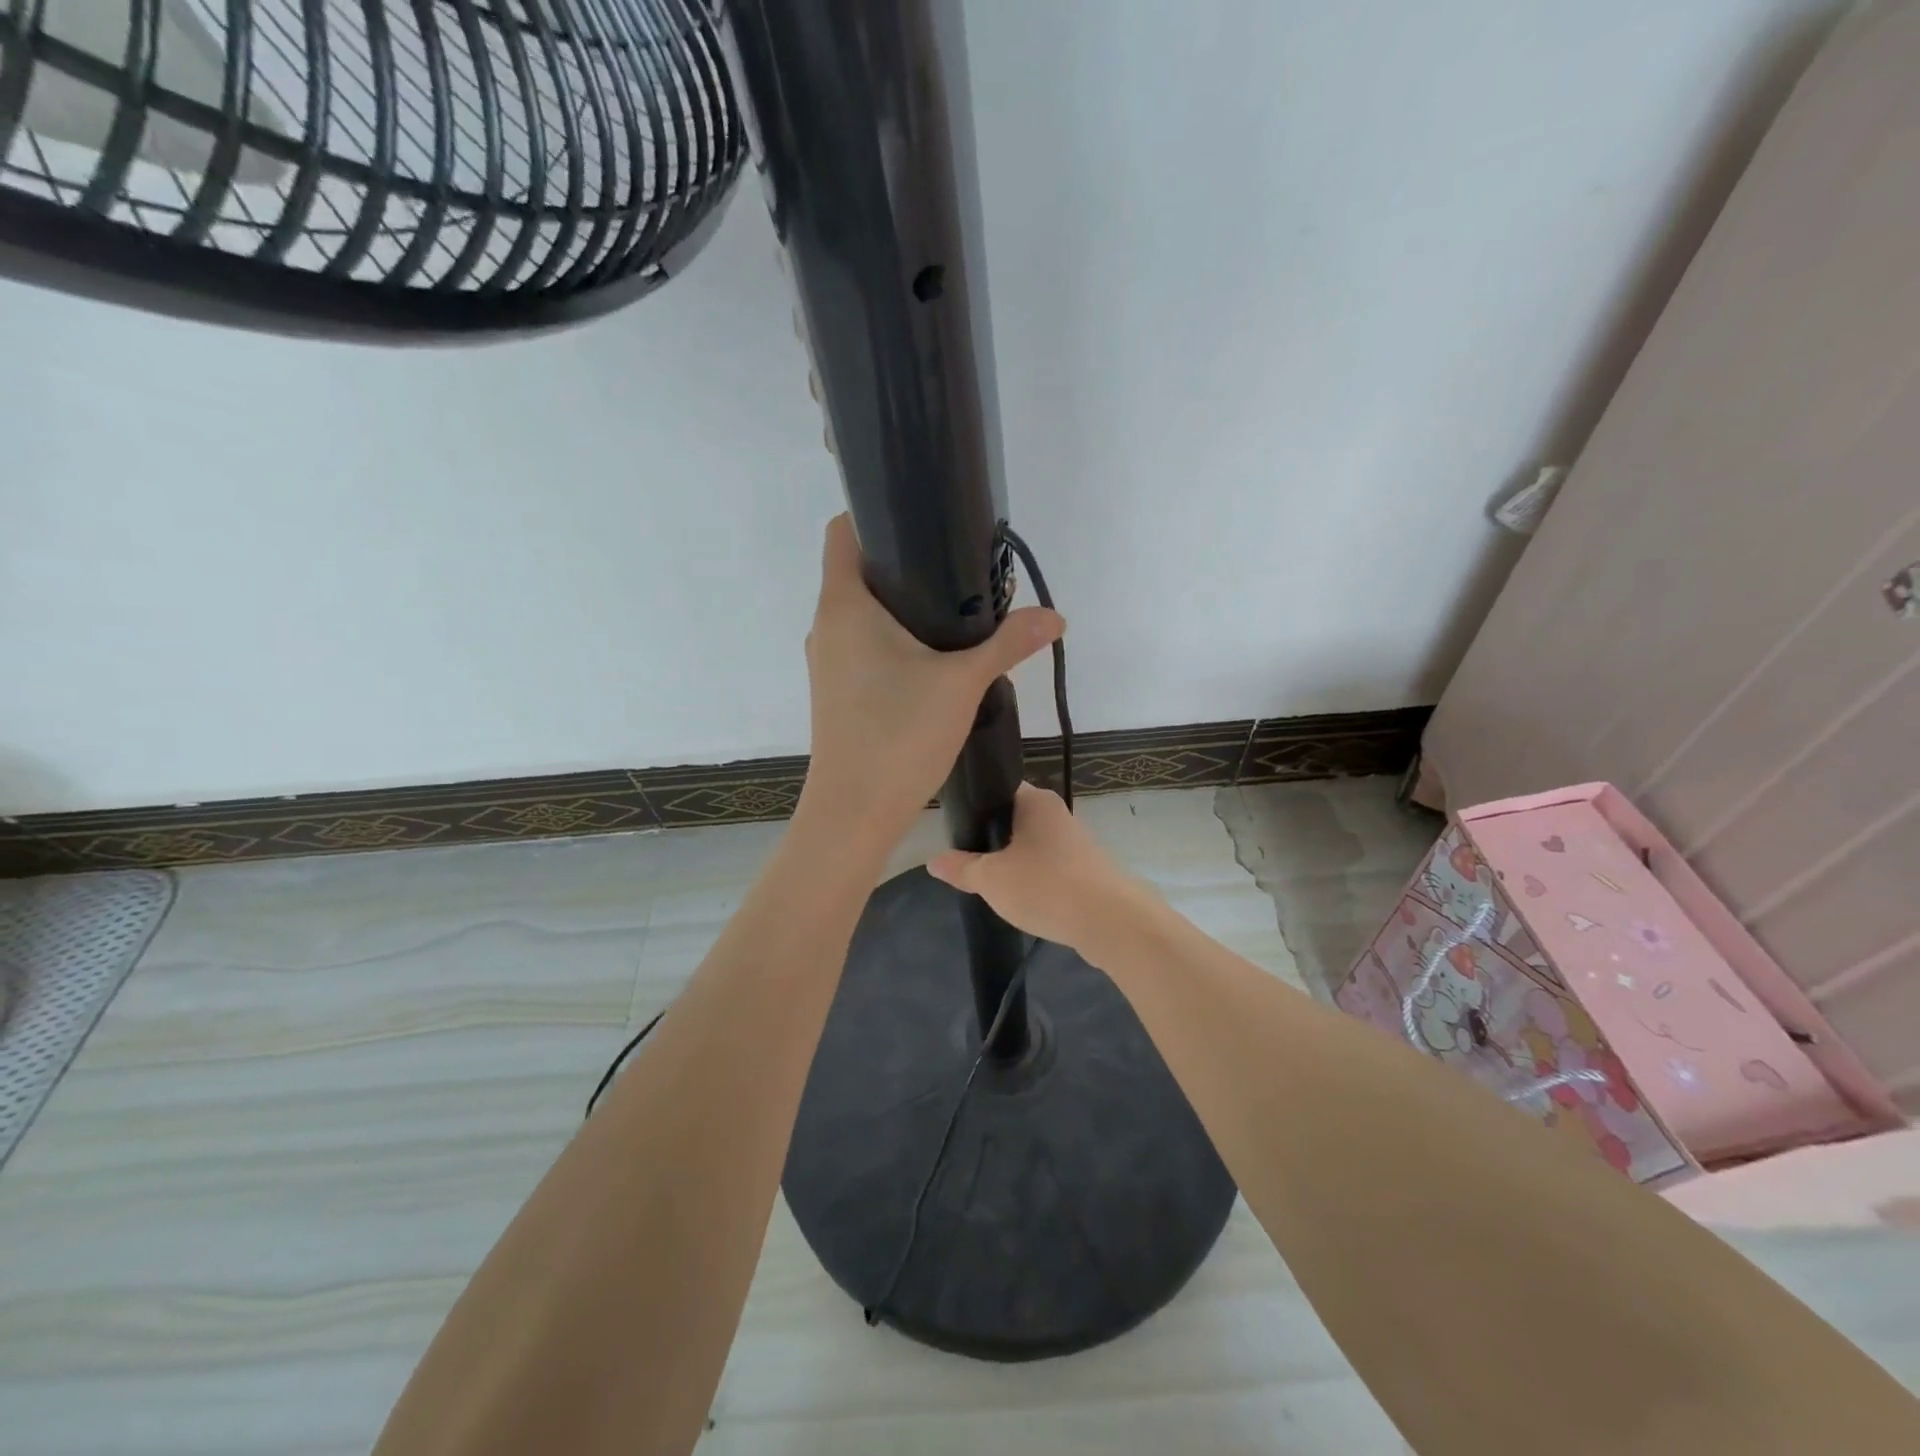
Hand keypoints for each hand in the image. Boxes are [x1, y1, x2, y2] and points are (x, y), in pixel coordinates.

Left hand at [799, 515, 1063, 849]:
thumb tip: (1054, 616)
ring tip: (954, 611)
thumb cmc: (898, 735)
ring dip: (902, 607)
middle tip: (959, 565)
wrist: (854, 812)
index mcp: (844, 604)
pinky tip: (934, 658)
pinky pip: (864, 646)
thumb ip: (1008, 644)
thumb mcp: (962, 683)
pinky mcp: (837, 691)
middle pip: (859, 570)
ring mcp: (828, 661)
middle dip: (905, 563)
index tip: (924, 520)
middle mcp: (827, 625)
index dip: (876, 514)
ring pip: (863, 613)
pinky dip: (894, 640)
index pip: (844, 531)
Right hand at [927, 783, 1144, 953]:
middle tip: (968, 863)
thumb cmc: (1045, 886)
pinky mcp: (1088, 869)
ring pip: (1033, 847)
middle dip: (992, 841)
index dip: (975, 807)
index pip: (998, 790)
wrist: (1110, 921)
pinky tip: (1024, 900)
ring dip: (1015, 864)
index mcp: (1035, 801)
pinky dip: (1036, 881)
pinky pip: (1051, 869)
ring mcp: (1076, 842)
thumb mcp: (991, 879)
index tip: (956, 831)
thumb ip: (961, 868)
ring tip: (993, 885)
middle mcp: (1058, 813)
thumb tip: (933, 861)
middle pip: (1014, 820)